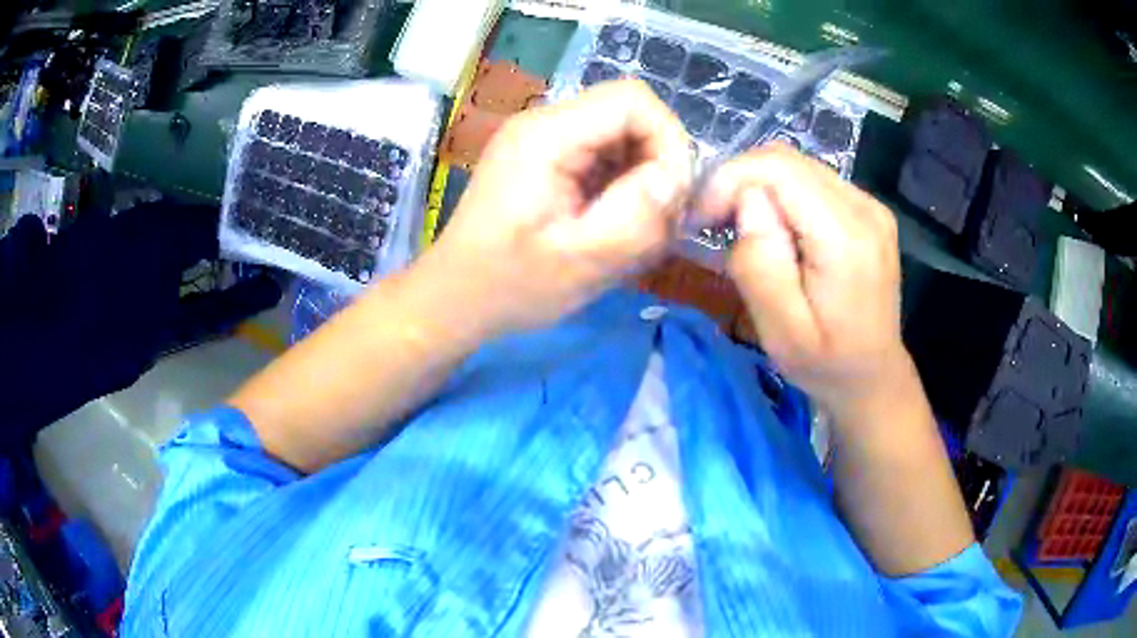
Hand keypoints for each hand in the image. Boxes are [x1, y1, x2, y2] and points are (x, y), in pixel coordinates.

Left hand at [416, 80, 691, 338]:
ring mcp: (543, 139)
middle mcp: (544, 123)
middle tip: (657, 222)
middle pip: (630, 115)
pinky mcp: (546, 159)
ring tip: (632, 230)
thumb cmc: (510, 286)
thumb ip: (636, 216)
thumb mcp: (580, 261)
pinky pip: (604, 156)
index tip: (673, 196)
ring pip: (622, 137)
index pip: (632, 100)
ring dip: (641, 180)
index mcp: (546, 135)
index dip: (669, 140)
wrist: (456, 298)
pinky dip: (622, 187)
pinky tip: (611, 225)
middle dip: (657, 165)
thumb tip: (677, 178)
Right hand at [700, 144, 910, 414]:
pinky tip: (776, 231)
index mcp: (846, 238)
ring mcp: (870, 205)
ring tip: (741, 229)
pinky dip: (781, 195)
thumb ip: (761, 265)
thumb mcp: (782, 333)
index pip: (778, 169)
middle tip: (714, 224)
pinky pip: (812, 181)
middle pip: (786, 160)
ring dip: (759, 188)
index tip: (701, 219)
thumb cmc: (825, 364)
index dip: (729, 180)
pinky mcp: (867, 209)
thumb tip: (747, 203)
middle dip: (740, 181)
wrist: (873, 377)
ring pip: (797, 166)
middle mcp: (864, 208)